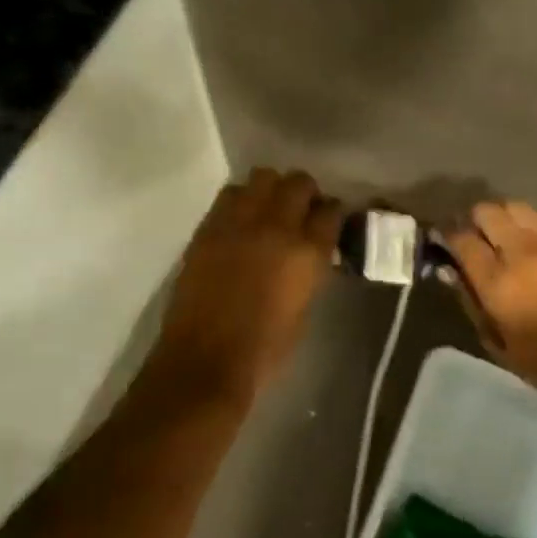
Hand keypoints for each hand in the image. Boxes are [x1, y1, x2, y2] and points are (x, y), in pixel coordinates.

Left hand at [153, 169, 342, 395]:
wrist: (206, 360)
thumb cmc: (264, 349)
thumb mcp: (303, 309)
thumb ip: (309, 271)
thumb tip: (309, 254)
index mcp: (307, 253)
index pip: (330, 212)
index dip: (331, 213)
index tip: (328, 219)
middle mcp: (276, 227)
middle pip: (298, 183)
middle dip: (304, 192)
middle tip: (300, 209)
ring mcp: (238, 222)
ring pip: (262, 177)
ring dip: (270, 189)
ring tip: (267, 209)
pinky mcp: (208, 227)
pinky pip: (229, 194)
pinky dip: (241, 200)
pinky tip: (240, 220)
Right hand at [444, 201, 536, 404]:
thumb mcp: (495, 341)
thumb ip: (471, 301)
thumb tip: (454, 273)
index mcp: (497, 281)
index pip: (462, 239)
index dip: (449, 235)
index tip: (446, 239)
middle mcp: (523, 253)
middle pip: (489, 212)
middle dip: (476, 218)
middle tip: (476, 233)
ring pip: (521, 210)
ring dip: (507, 218)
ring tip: (507, 234)